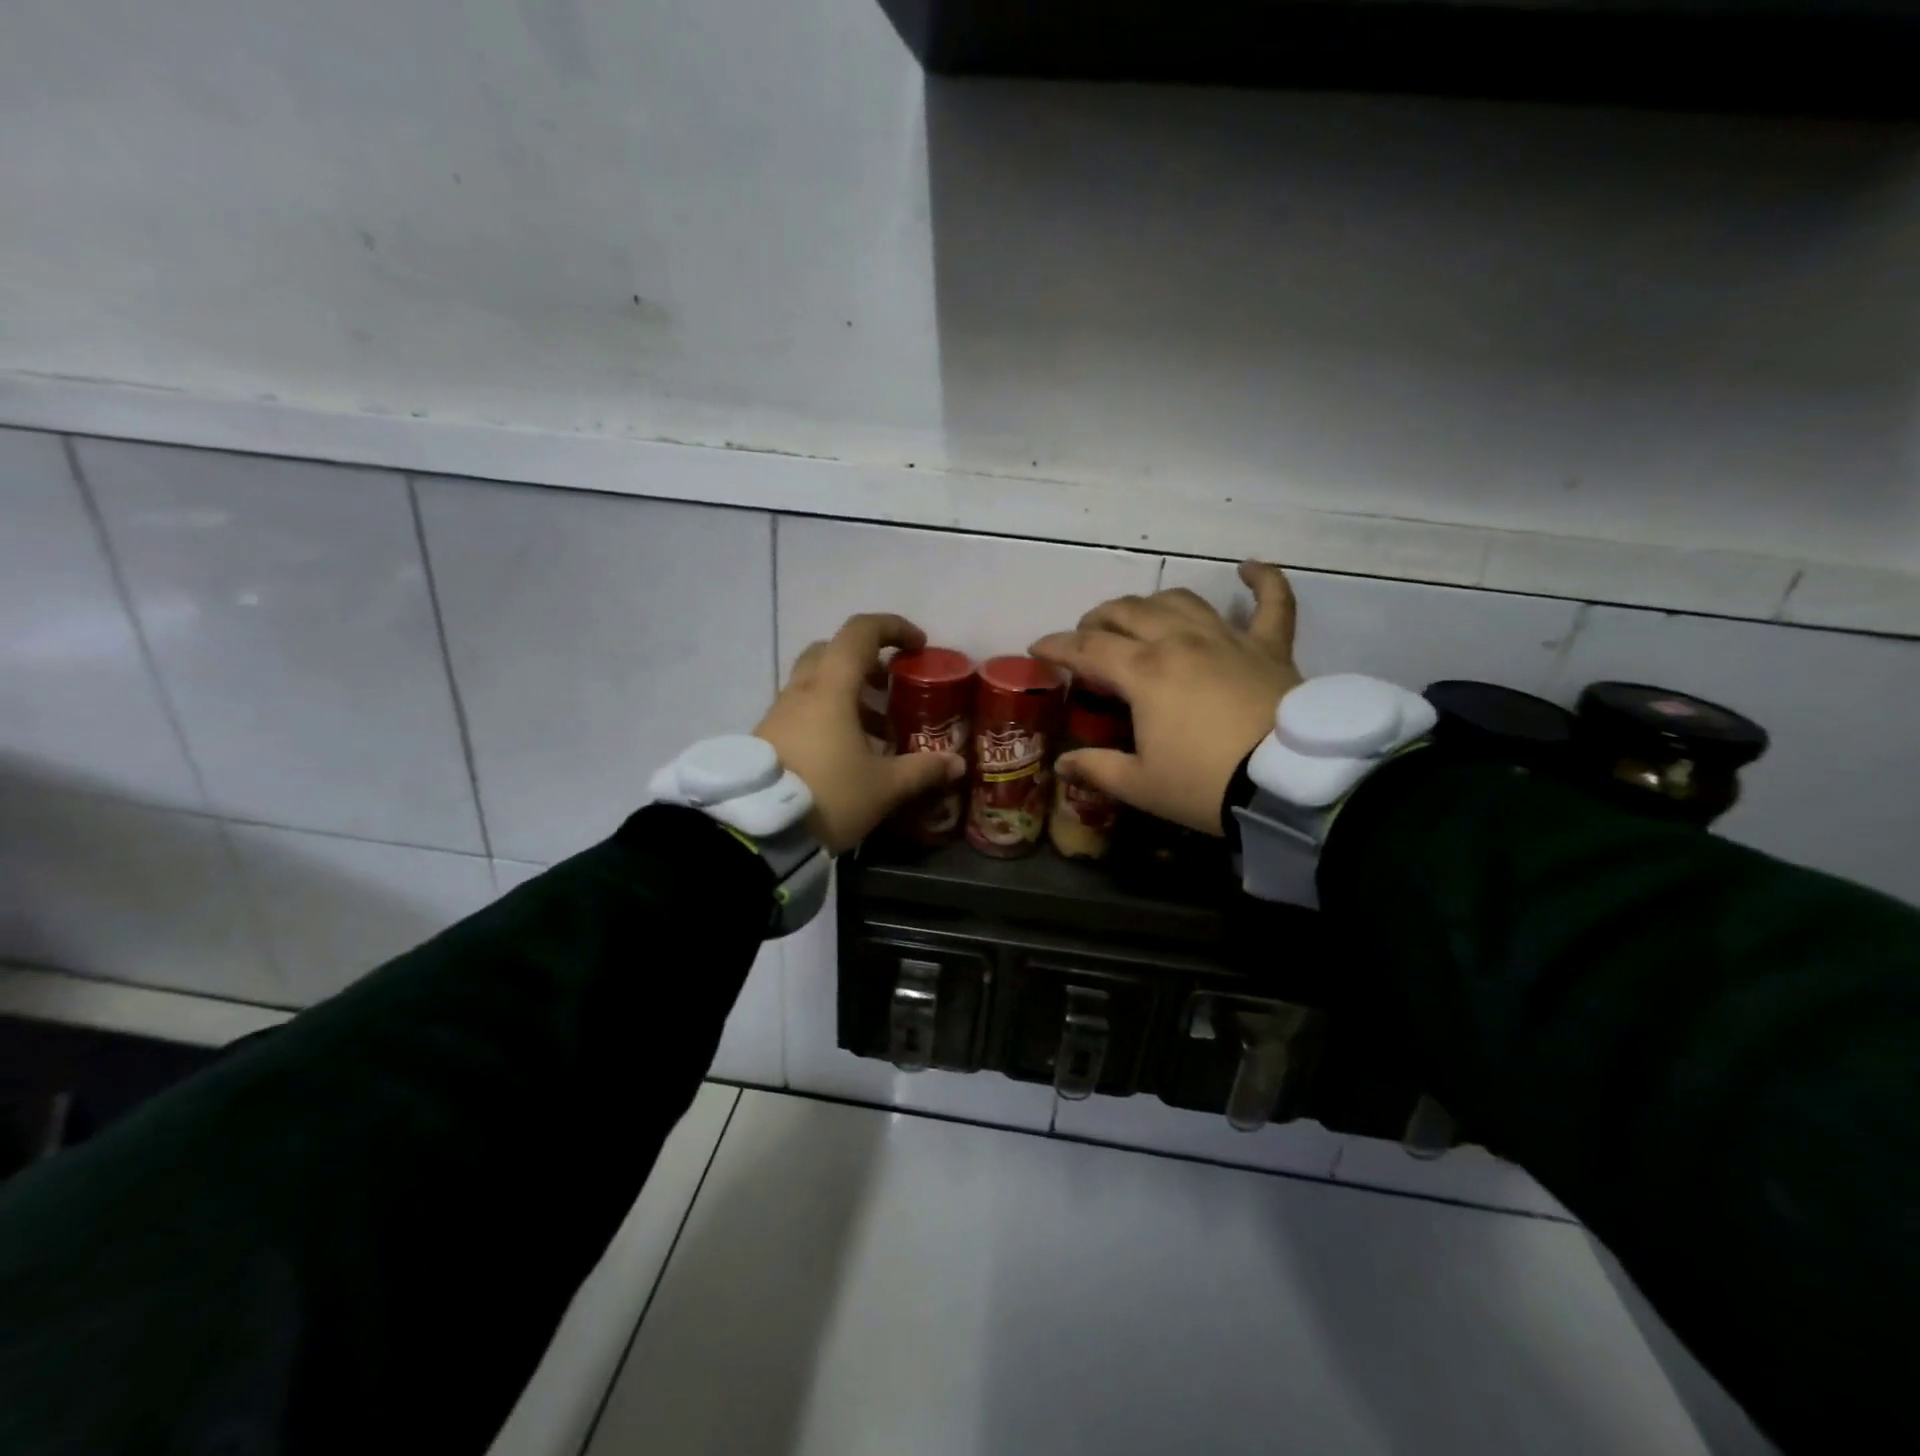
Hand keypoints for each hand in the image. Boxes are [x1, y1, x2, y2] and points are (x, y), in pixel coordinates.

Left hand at [755, 613, 964, 853]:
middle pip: (832, 651)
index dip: (893, 628)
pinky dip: (827, 715)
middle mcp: (801, 691)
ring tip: (877, 730)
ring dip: (847, 692)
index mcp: (831, 689)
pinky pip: (802, 709)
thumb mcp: (883, 787)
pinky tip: (846, 752)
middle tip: (890, 686)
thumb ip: (922, 770)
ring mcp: (778, 713)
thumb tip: (956, 763)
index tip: (917, 646)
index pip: (860, 633)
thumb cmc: (828, 796)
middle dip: (866, 661)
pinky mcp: (766, 736)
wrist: (759, 832)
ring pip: (814, 682)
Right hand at [1030, 562, 1301, 834]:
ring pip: (1180, 601)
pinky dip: (1263, 581)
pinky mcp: (1269, 647)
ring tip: (1140, 617)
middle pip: (1128, 612)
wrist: (1289, 784)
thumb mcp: (1141, 785)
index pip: (1087, 648)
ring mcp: (1227, 638)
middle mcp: (1180, 641)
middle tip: (1087, 637)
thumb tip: (1061, 765)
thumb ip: (1096, 769)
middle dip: (1099, 620)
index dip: (1057, 646)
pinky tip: (1249, 568)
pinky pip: (1273, 602)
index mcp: (1144, 672)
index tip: (1038, 649)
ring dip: (1152, 604)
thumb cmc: (1205, 785)